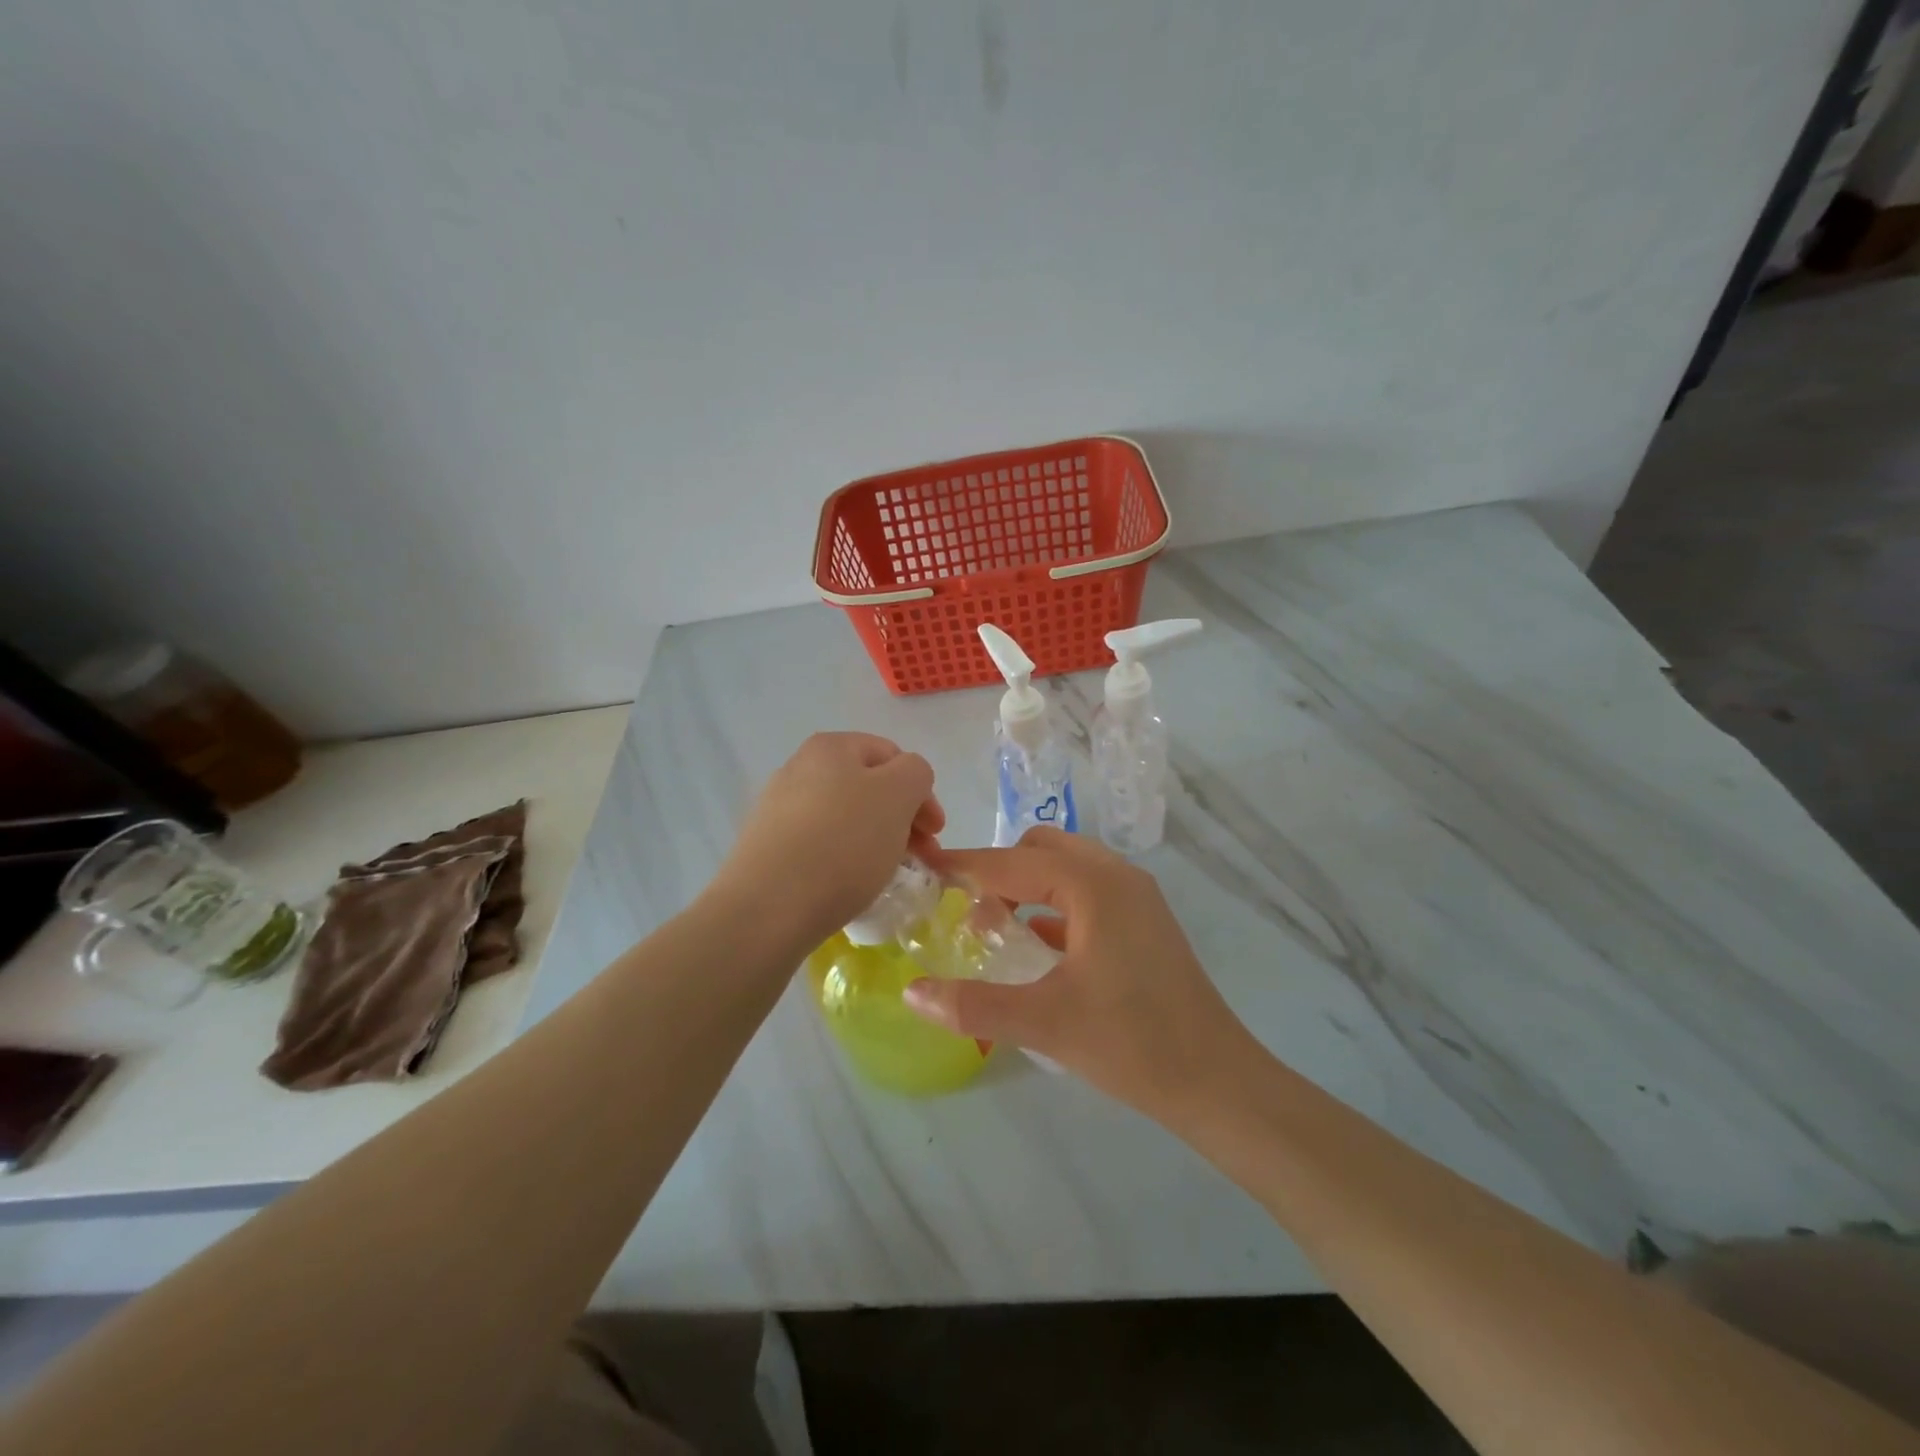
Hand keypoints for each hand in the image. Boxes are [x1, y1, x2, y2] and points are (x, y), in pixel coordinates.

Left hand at [715, 733, 943, 947]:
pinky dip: (843, 859)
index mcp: (831, 747)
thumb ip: (915, 773)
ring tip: (887, 873)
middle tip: (919, 857)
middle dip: (901, 818)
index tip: (935, 833)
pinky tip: (849, 885)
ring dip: (875, 840)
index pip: (892, 756)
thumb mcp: (898, 795)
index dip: (921, 791)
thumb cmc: (843, 843)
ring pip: (845, 817)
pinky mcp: (767, 848)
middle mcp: (799, 768)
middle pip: (868, 787)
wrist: (768, 908)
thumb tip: (905, 783)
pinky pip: (819, 845)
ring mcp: (778, 809)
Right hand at [903, 827, 1254, 1117]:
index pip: (1012, 863)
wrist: (1216, 1080)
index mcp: (1093, 885)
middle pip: (1042, 850)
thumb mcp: (1044, 1023)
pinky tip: (1035, 943)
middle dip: (999, 870)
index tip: (925, 865)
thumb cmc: (1131, 1042)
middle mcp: (1116, 876)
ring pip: (1067, 868)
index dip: (965, 864)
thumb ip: (973, 1004)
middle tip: (965, 908)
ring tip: (995, 927)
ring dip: (1028, 885)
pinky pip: (1087, 892)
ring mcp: (1136, 897)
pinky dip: (1054, 903)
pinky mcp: (1144, 921)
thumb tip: (911, 992)